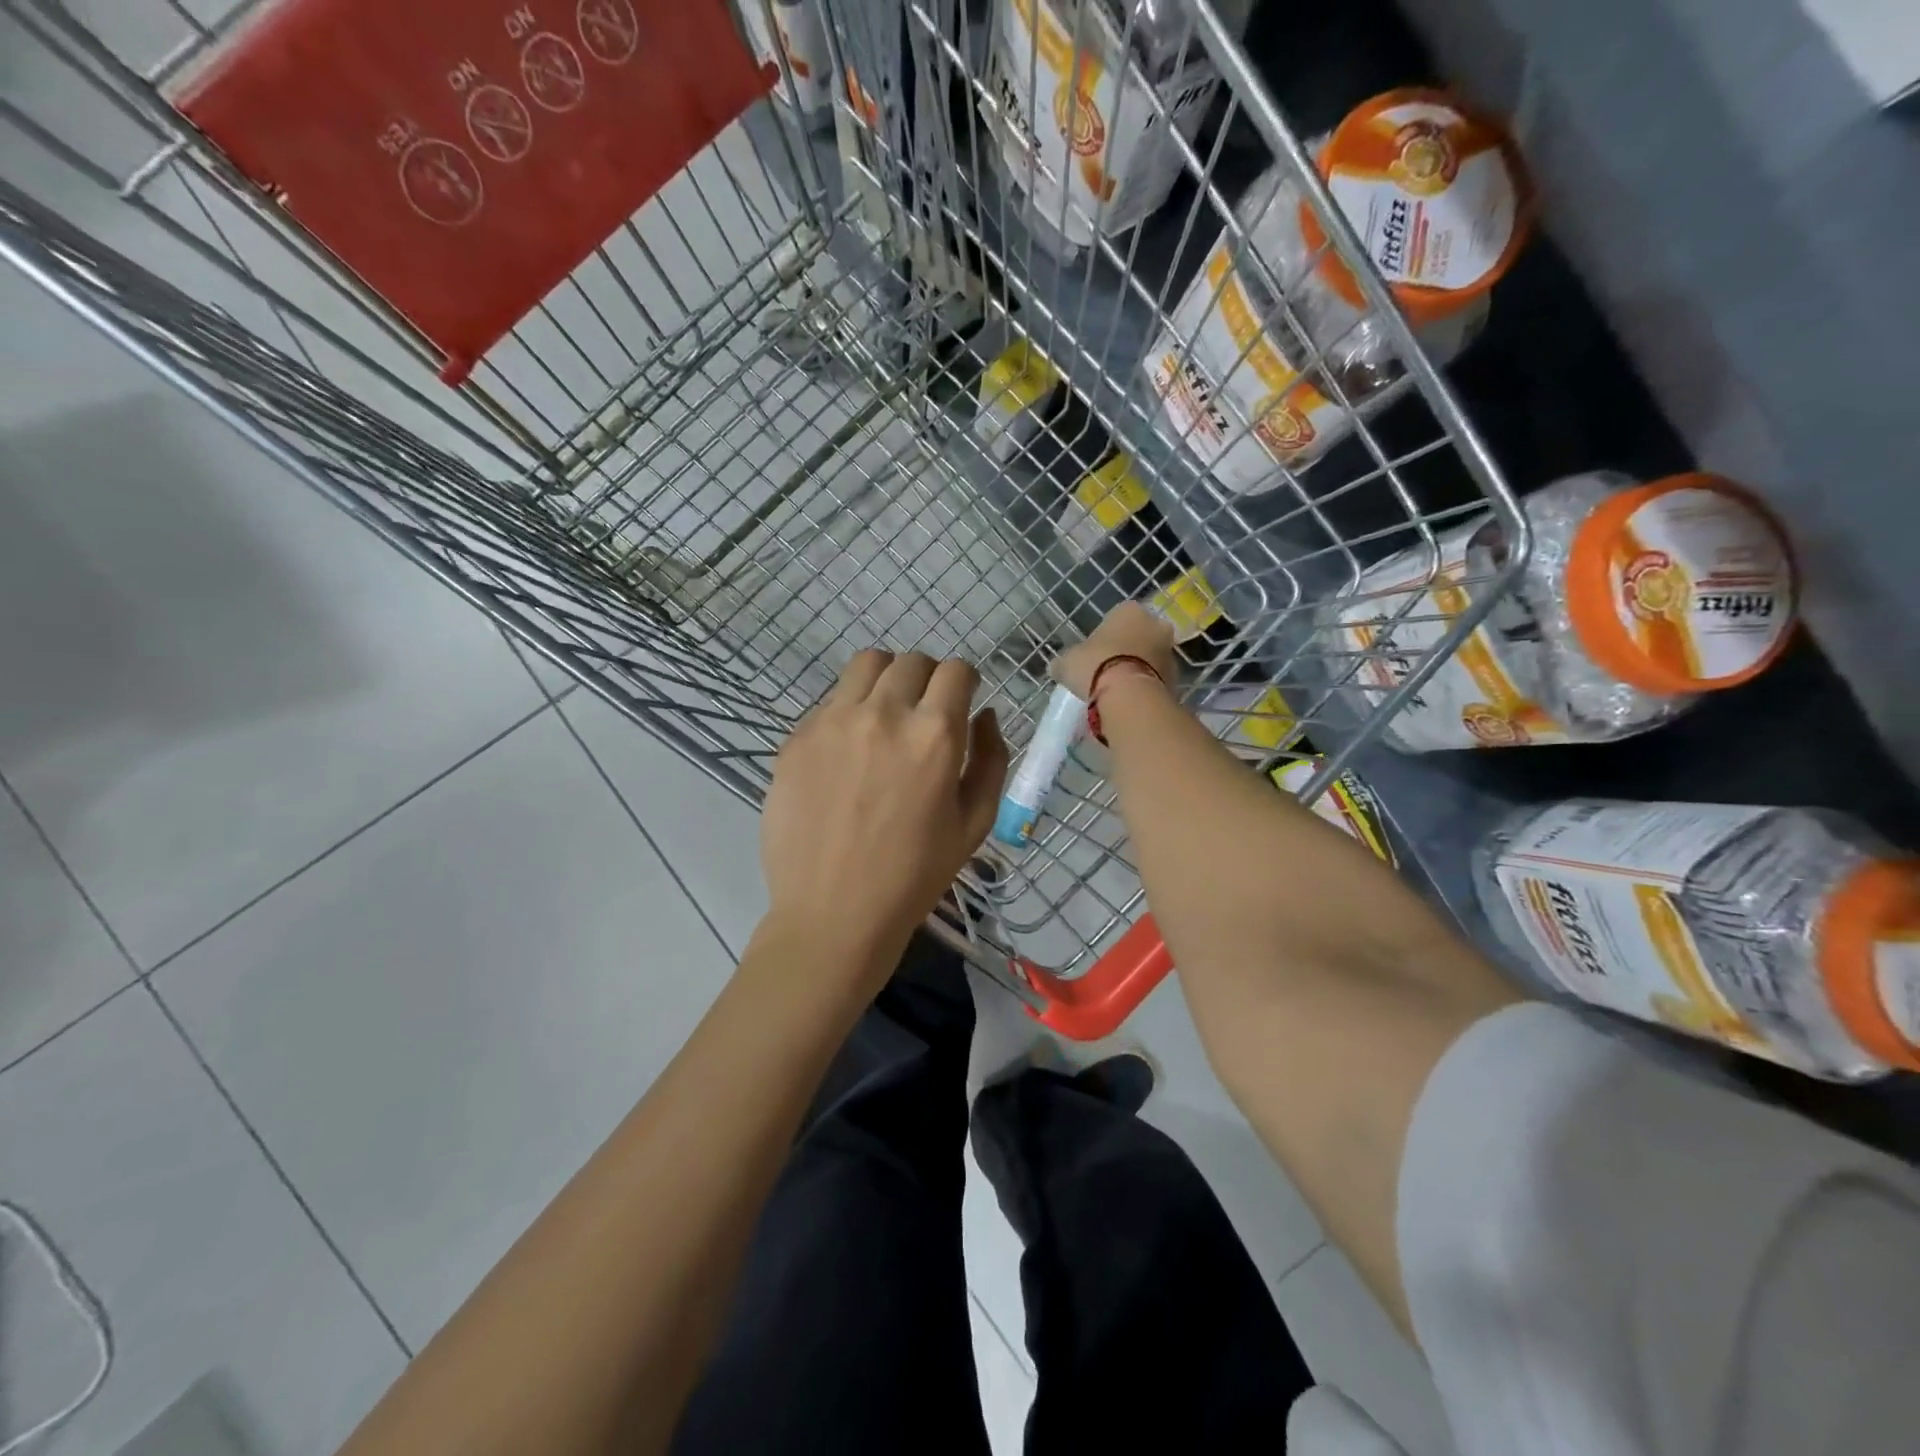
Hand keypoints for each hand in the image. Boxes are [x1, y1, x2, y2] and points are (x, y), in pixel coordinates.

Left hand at [760, 651, 1008, 978]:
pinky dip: (848, 710)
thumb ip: (990, 758)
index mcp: (933, 734)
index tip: (962, 698)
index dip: (965, 680)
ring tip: (885, 714)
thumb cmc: (915, 875)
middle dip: (928, 678)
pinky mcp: (797, 738)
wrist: (833, 913)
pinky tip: (847, 751)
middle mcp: (883, 713)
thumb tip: (985, 714)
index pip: (956, 670)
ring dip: (886, 679)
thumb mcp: (975, 823)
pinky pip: (830, 701)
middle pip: (911, 661)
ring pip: (866, 665)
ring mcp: (833, 722)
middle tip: (924, 710)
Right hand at [1051, 602, 1177, 699]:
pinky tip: (1129, 701)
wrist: (1128, 696)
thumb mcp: (1067, 662)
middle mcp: (1155, 625)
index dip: (1105, 635)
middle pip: (1139, 636)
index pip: (1117, 617)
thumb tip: (1058, 667)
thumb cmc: (1095, 666)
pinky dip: (1145, 687)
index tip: (1095, 653)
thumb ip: (1065, 661)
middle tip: (1108, 670)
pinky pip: (1156, 679)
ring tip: (1118, 690)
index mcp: (1129, 610)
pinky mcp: (1176, 678)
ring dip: (1138, 669)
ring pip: (1150, 658)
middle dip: (1128, 650)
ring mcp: (1169, 651)